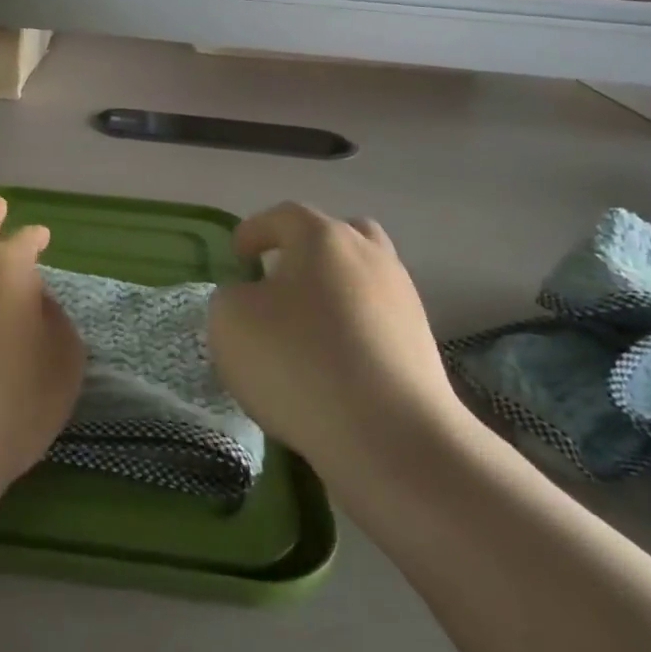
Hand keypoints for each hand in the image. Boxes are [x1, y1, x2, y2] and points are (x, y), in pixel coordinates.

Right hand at [208, 203, 467, 473]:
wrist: (390, 436)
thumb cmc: (298, 362)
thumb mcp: (230, 321)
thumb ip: (231, 297)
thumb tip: (253, 299)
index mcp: (324, 238)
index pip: (284, 216)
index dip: (254, 231)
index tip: (237, 256)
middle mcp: (370, 257)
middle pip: (339, 236)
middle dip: (306, 252)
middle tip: (280, 279)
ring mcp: (403, 300)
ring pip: (362, 279)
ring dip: (332, 292)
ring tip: (303, 327)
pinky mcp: (420, 345)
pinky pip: (376, 321)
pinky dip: (351, 330)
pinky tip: (330, 363)